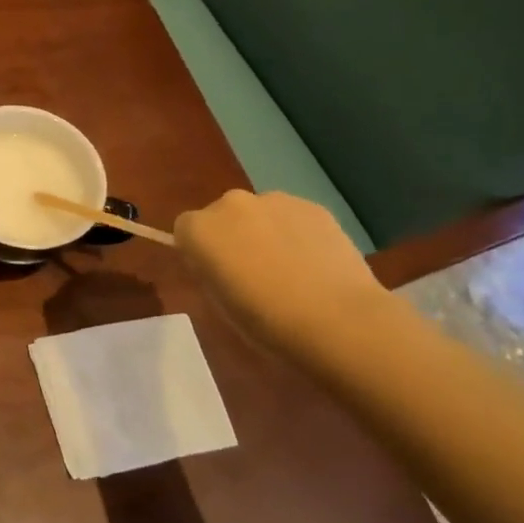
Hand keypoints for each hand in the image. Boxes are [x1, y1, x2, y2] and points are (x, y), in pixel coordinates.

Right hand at [174, 189, 383, 358]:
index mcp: (200, 229)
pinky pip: (293, 217)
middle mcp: (231, 204)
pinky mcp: (313, 206)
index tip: (216, 276)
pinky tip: (316, 266)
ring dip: (265, 233)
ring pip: (259, 214)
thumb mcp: (220, 303)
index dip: (200, 252)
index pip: (185, 230)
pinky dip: (297, 234)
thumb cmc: (266, 322)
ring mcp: (275, 200)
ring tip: (291, 271)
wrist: (338, 320)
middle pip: (222, 215)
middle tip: (253, 273)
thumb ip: (212, 272)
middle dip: (232, 237)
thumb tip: (221, 263)